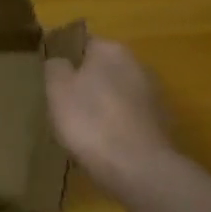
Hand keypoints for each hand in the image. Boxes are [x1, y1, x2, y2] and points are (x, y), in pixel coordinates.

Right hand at [43, 36, 176, 191]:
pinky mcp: (160, 123)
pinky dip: (116, 125)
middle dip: (85, 83)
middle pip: (102, 69)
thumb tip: (60, 61)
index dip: (64, 59)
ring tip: (80, 128)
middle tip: (62, 105)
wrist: (138, 168)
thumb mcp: (57, 90)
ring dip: (102, 105)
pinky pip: (128, 117)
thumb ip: (55, 67)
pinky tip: (102, 143)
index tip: (50, 79)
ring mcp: (153, 94)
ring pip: (117, 94)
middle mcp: (137, 64)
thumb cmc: (91, 121)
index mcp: (111, 50)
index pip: (83, 43)